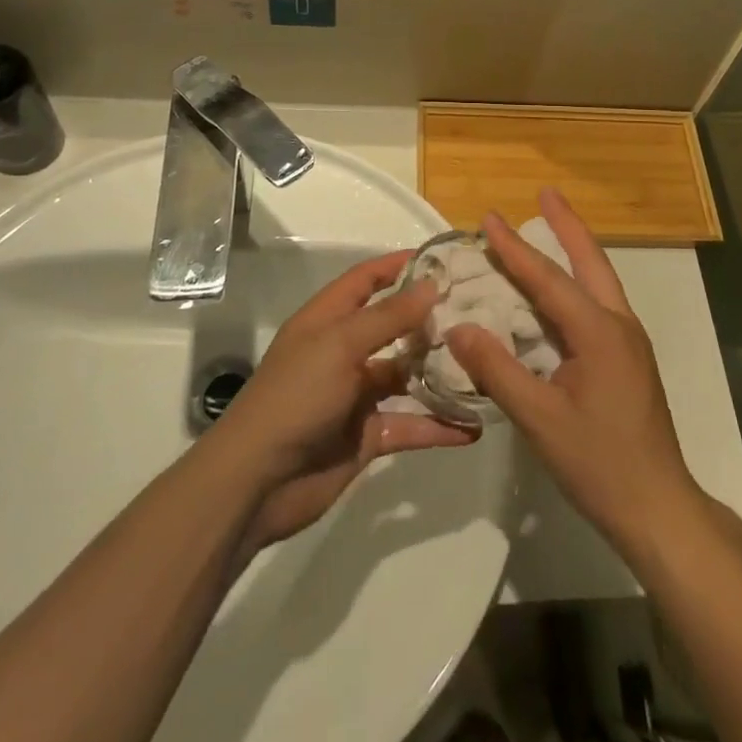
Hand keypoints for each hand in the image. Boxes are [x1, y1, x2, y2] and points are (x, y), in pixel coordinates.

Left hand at [209, 251, 475, 550]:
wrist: (256, 483)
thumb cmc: (296, 397)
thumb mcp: (340, 346)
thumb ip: (388, 317)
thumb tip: (431, 284)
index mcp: (328, 321)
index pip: (366, 279)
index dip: (398, 265)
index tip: (442, 258)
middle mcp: (343, 352)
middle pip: (393, 326)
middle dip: (430, 319)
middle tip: (479, 311)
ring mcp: (356, 395)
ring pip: (406, 376)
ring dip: (440, 372)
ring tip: (484, 365)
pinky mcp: (367, 435)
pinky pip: (409, 423)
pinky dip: (437, 425)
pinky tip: (473, 426)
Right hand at [446, 190, 697, 554]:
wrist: (659, 508)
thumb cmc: (599, 464)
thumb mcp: (540, 420)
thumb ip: (498, 371)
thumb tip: (459, 327)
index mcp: (599, 333)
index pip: (548, 279)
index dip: (514, 248)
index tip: (489, 217)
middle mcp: (619, 325)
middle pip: (590, 261)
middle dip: (566, 224)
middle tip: (545, 193)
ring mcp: (630, 342)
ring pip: (599, 280)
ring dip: (575, 249)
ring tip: (551, 226)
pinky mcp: (630, 359)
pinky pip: (599, 304)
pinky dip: (577, 281)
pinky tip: (560, 292)